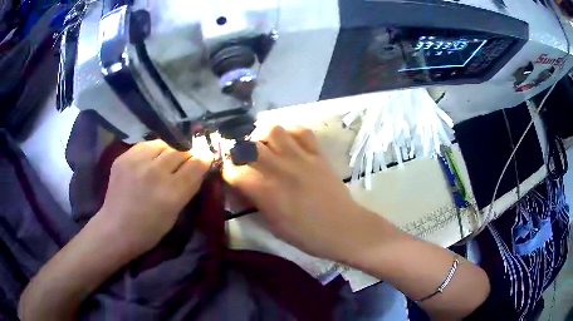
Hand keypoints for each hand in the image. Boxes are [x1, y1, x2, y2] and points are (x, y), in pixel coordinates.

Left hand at [97, 140, 212, 255]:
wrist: (116, 228)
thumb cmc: (149, 230)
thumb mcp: (175, 214)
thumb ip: (188, 189)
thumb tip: (200, 168)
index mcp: (171, 192)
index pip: (195, 165)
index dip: (204, 159)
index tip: (206, 157)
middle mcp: (155, 172)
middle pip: (179, 152)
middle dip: (185, 157)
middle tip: (183, 164)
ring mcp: (137, 162)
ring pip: (162, 144)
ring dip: (168, 152)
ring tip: (164, 162)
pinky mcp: (124, 157)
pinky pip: (145, 145)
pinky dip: (151, 151)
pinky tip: (148, 162)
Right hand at [222, 126, 380, 260]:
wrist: (344, 229)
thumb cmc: (306, 235)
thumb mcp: (273, 225)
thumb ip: (255, 203)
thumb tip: (242, 189)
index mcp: (266, 191)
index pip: (233, 171)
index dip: (227, 173)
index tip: (230, 178)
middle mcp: (279, 168)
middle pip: (247, 146)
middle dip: (240, 153)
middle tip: (245, 163)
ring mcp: (300, 157)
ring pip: (272, 130)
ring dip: (263, 137)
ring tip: (265, 149)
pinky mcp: (317, 154)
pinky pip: (301, 131)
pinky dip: (291, 133)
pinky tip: (289, 144)